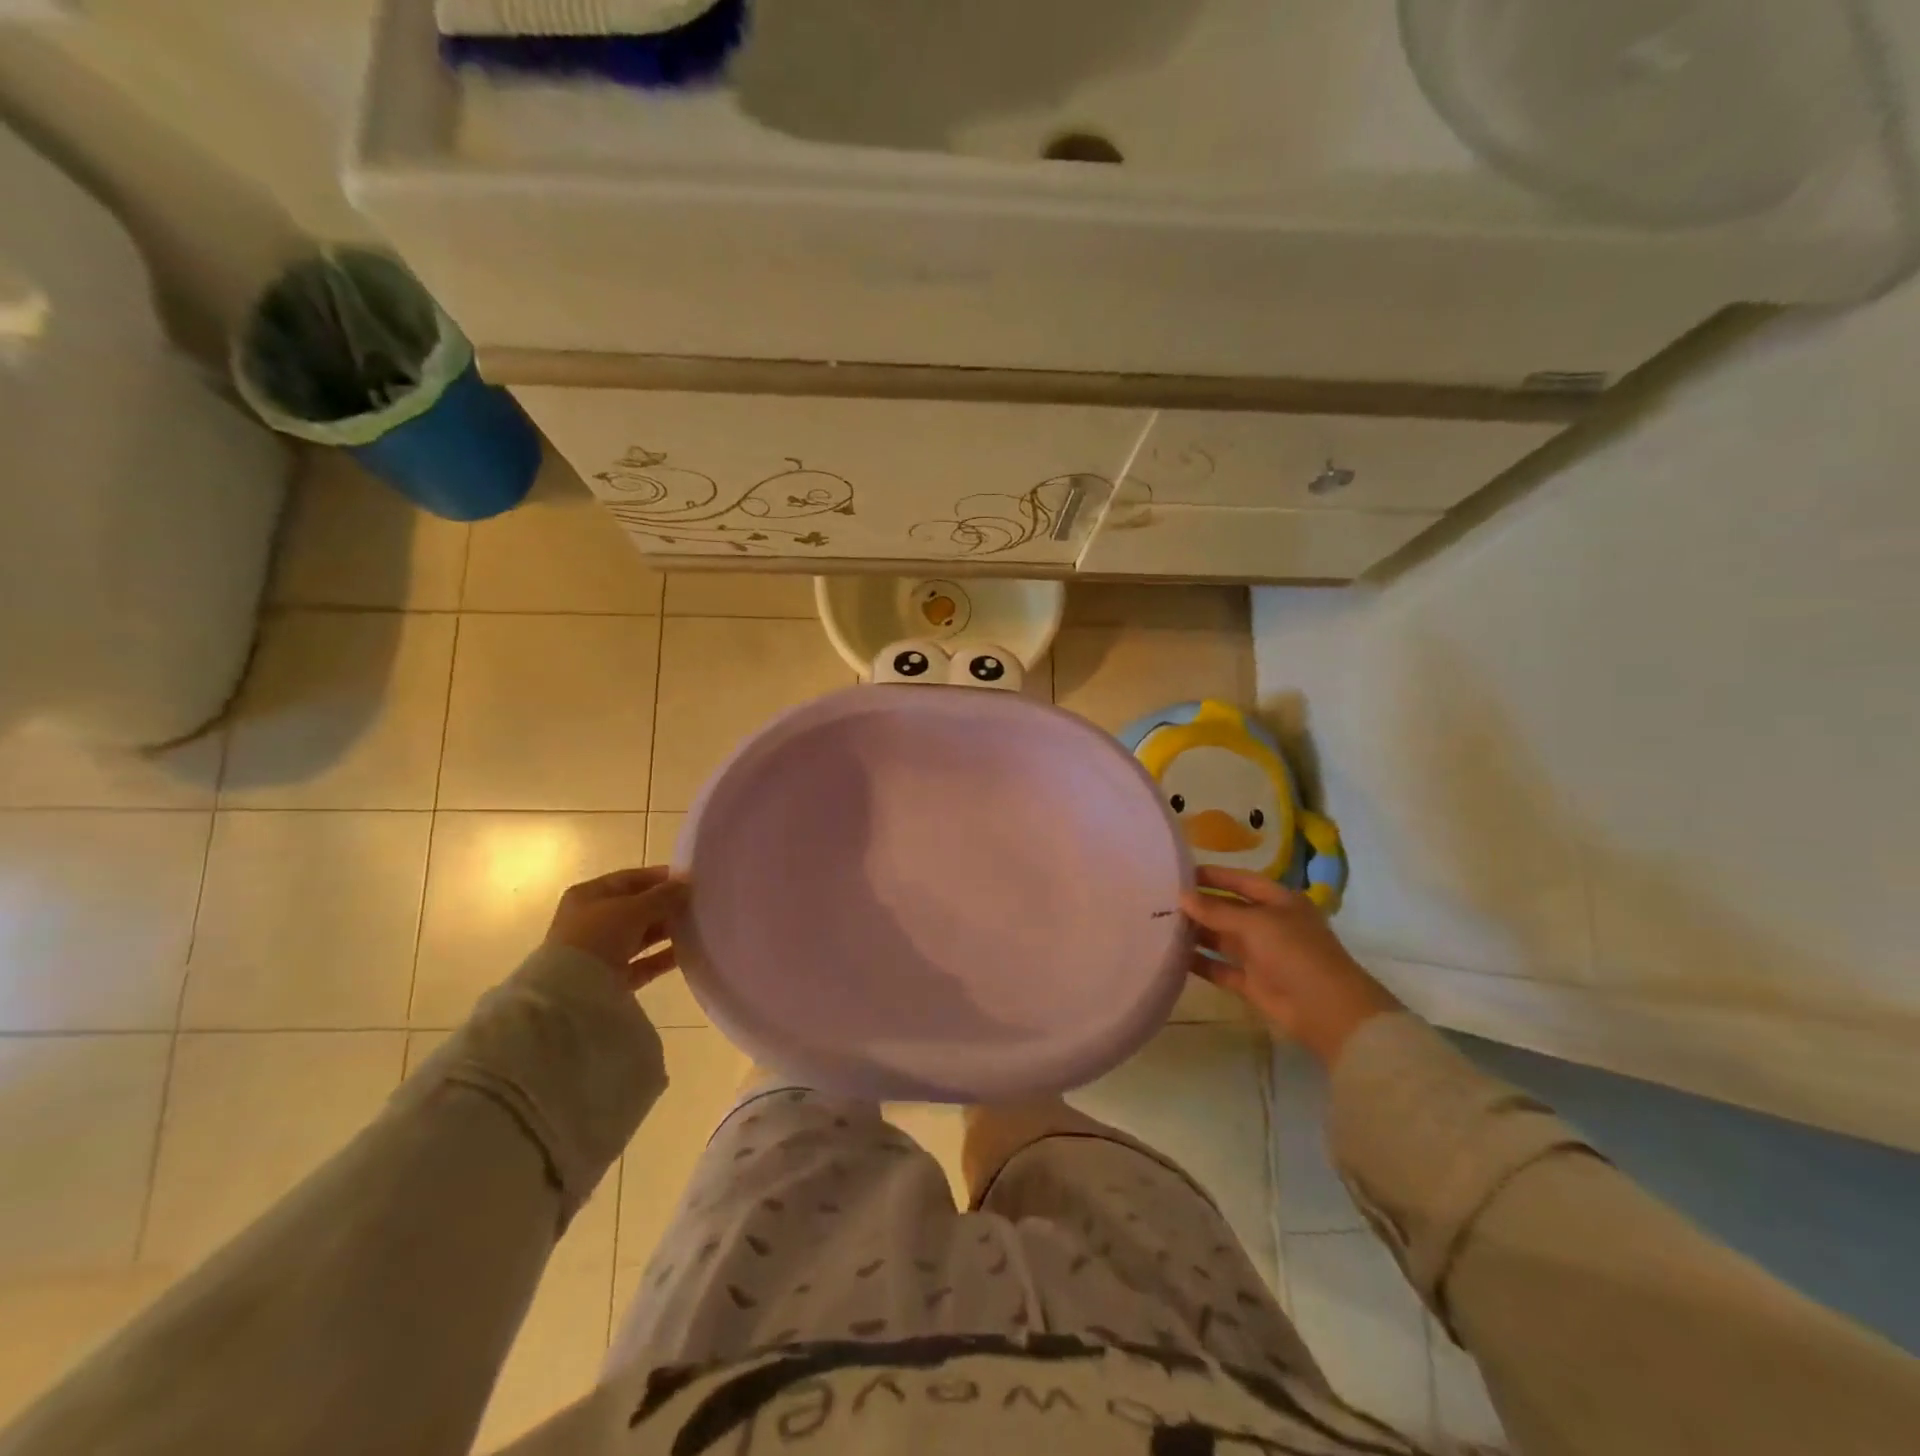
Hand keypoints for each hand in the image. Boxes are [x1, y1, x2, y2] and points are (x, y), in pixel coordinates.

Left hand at [545, 867, 689, 986]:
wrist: (571, 993)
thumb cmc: (597, 936)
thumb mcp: (634, 908)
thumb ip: (663, 895)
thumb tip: (687, 883)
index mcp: (588, 896)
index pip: (629, 879)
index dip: (659, 877)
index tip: (689, 880)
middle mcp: (592, 921)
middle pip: (636, 908)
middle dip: (665, 905)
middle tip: (697, 904)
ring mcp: (601, 951)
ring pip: (641, 936)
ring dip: (666, 931)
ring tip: (697, 926)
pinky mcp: (612, 978)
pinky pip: (644, 963)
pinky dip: (663, 957)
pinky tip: (688, 952)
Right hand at [1182, 866, 1401, 1065]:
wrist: (1328, 1011)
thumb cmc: (1296, 953)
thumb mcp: (1256, 924)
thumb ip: (1217, 911)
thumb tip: (1182, 897)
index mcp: (1279, 902)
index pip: (1241, 881)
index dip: (1214, 876)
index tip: (1180, 873)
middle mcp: (1269, 924)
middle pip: (1228, 909)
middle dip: (1199, 905)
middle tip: (1161, 899)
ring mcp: (1261, 955)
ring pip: (1221, 938)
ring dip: (1196, 932)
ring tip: (1160, 924)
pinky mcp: (1252, 982)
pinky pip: (1219, 968)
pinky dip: (1199, 962)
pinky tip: (1172, 956)